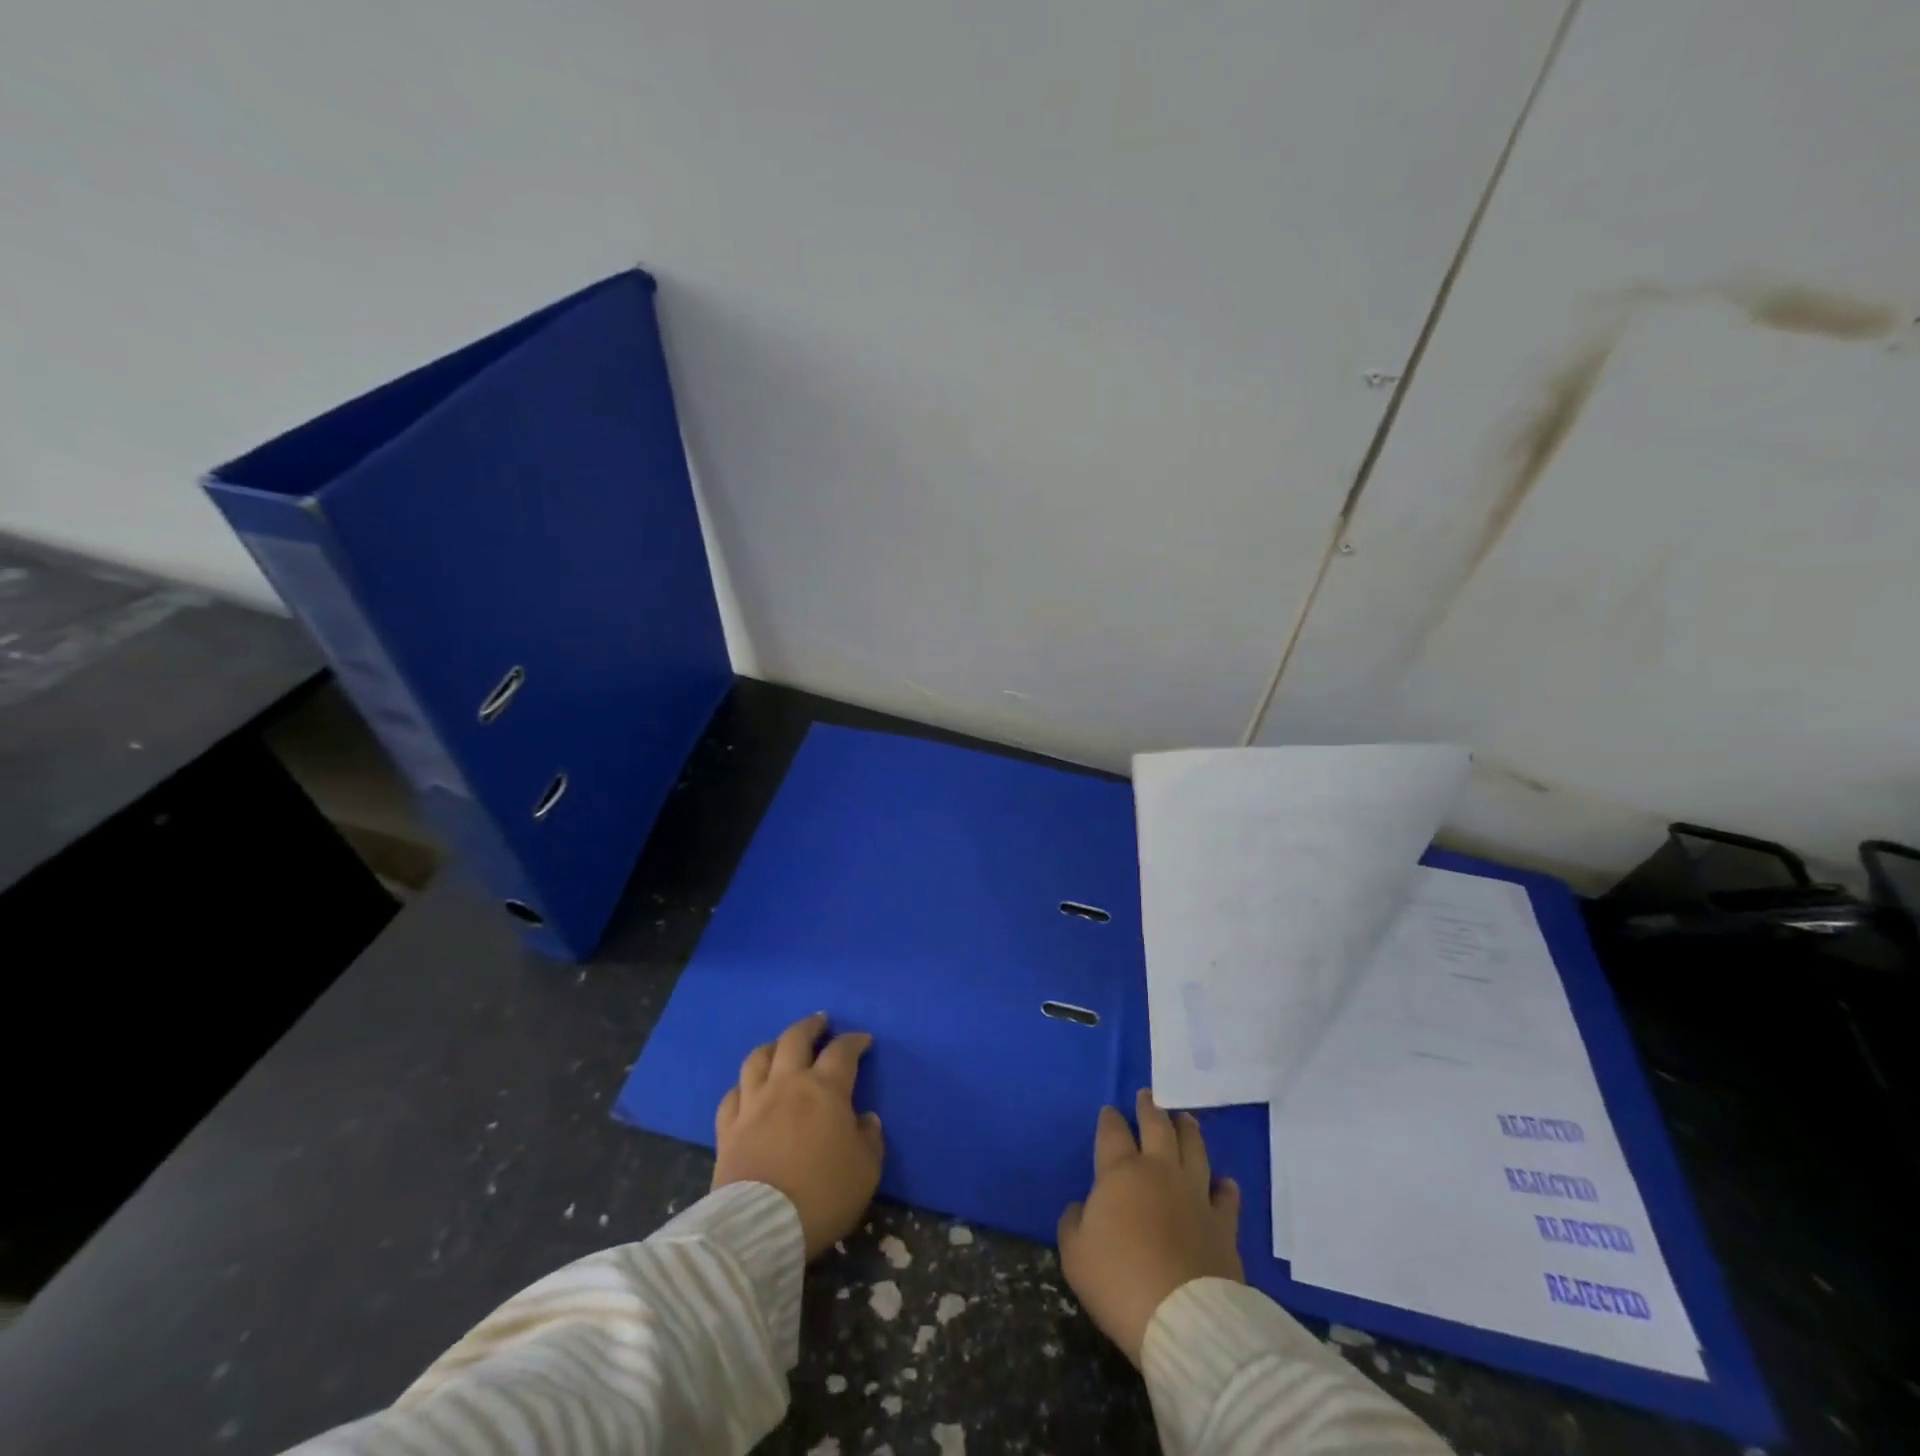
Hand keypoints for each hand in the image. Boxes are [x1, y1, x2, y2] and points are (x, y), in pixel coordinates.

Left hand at [713, 1013, 884, 1258]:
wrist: (760, 1228)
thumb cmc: (822, 1195)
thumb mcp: (866, 1171)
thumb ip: (870, 1139)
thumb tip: (865, 1119)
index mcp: (825, 1089)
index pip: (842, 1051)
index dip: (854, 1041)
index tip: (863, 1040)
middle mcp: (787, 1084)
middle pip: (795, 1039)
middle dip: (811, 1026)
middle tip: (820, 1023)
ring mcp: (753, 1103)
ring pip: (759, 1058)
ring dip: (774, 1046)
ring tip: (782, 1047)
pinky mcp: (728, 1128)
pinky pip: (733, 1094)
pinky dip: (744, 1085)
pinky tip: (749, 1089)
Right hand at [1057, 1089, 1243, 1365]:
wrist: (1183, 1317)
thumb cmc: (1119, 1280)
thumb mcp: (1075, 1254)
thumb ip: (1073, 1222)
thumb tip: (1081, 1208)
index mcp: (1121, 1172)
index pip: (1113, 1133)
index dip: (1110, 1120)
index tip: (1109, 1111)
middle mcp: (1160, 1171)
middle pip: (1157, 1128)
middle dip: (1150, 1108)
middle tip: (1148, 1095)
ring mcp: (1196, 1195)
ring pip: (1194, 1149)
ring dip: (1188, 1131)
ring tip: (1186, 1119)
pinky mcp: (1224, 1225)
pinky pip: (1226, 1197)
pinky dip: (1225, 1187)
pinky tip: (1225, 1183)